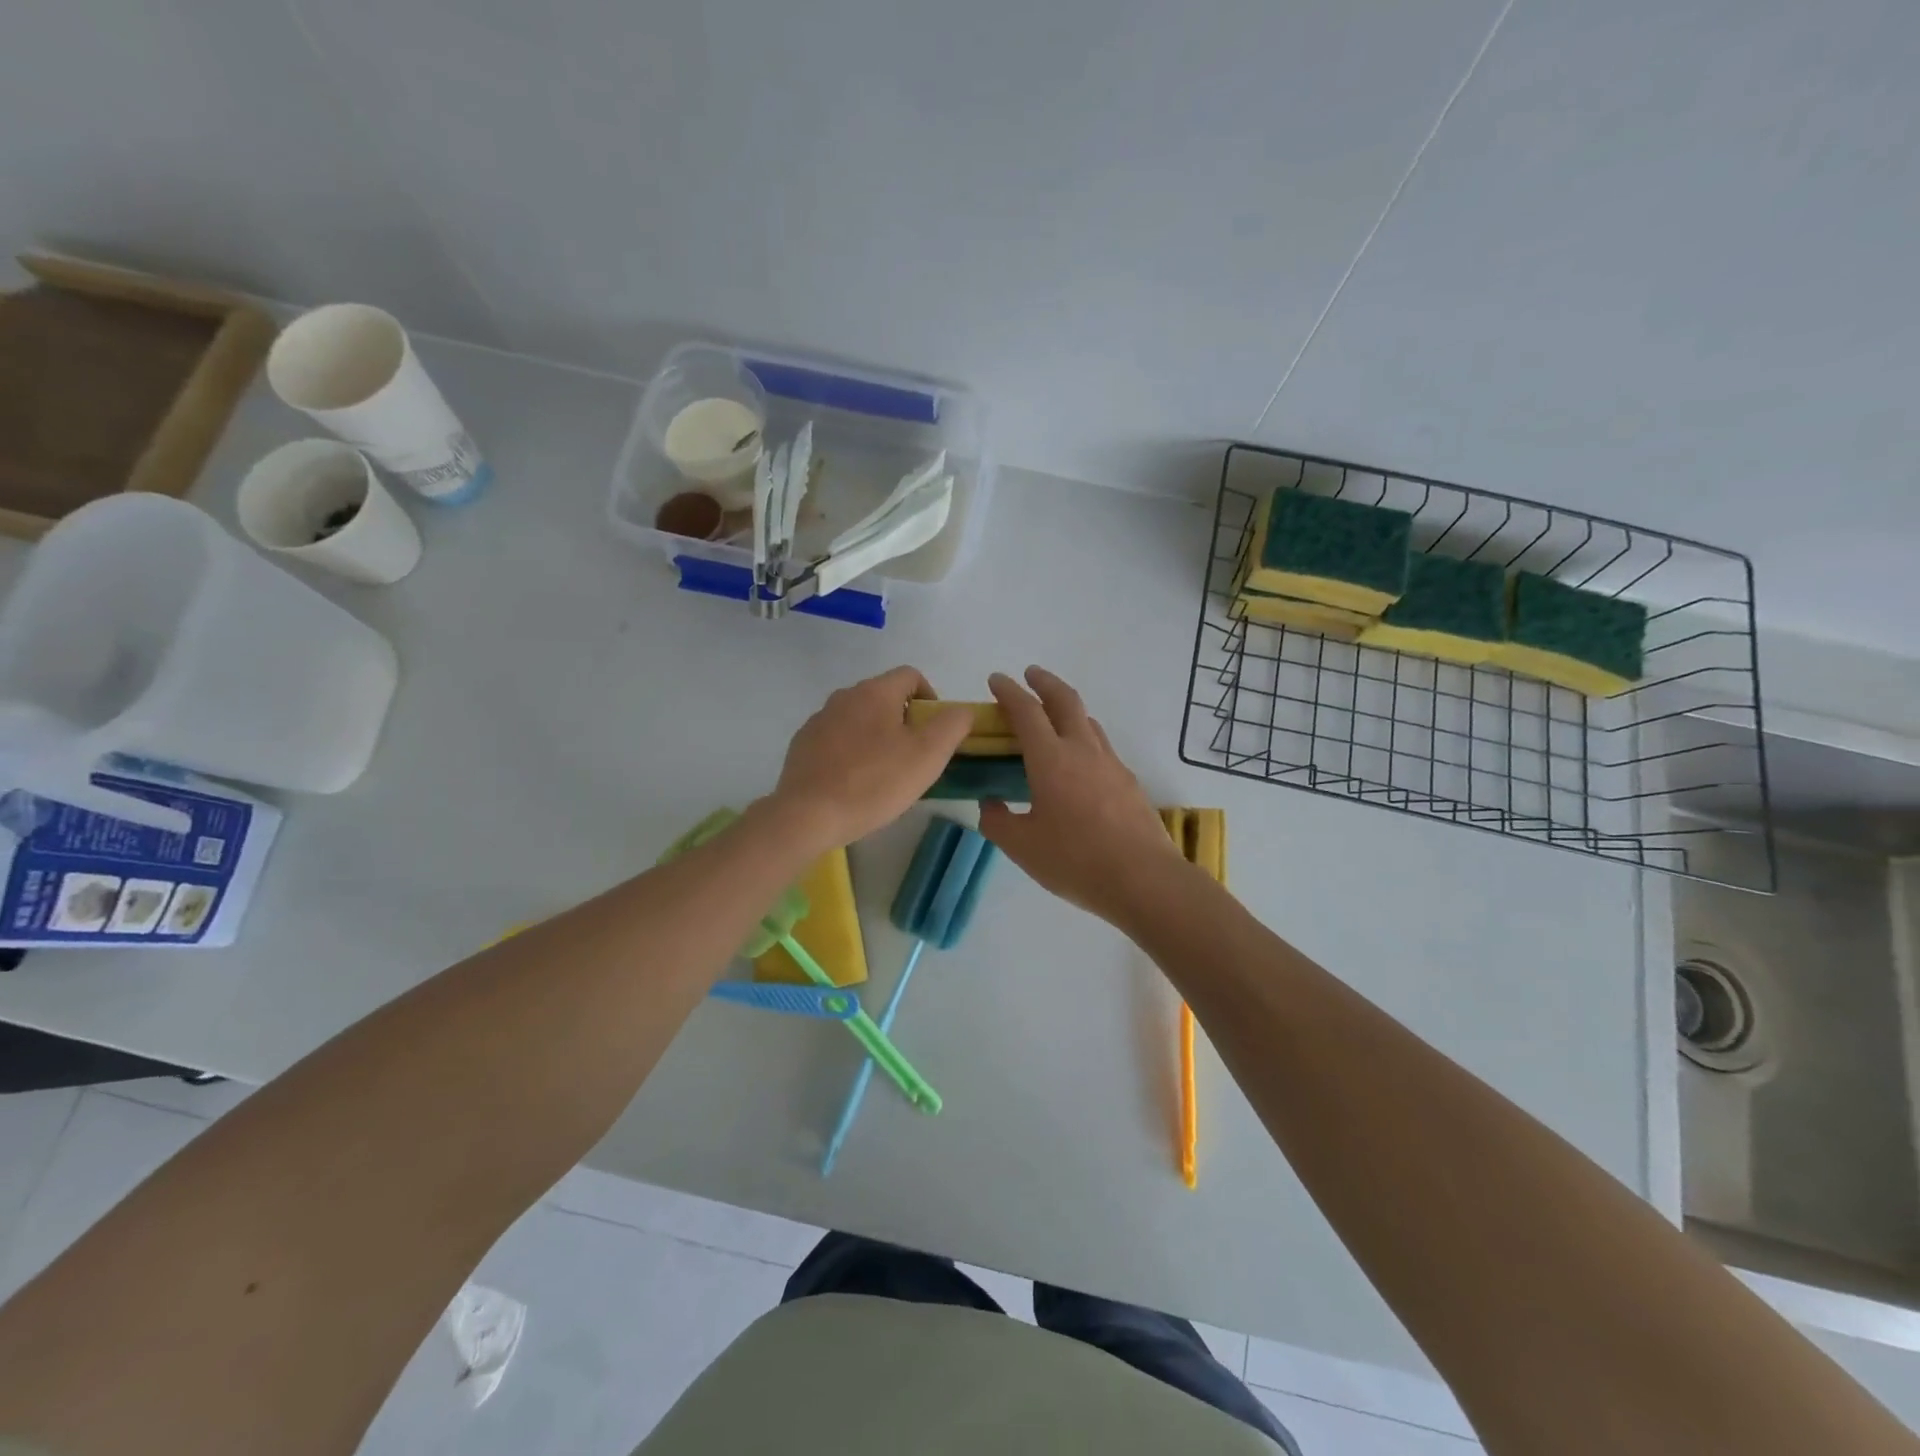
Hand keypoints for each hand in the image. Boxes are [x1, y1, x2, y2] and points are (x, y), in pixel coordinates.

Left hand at [768, 666, 971, 850]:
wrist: (808, 815)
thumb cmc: (875, 782)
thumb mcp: (928, 755)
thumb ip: (953, 724)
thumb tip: (961, 711)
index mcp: (875, 692)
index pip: (911, 676)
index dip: (931, 699)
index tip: (935, 732)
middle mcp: (844, 696)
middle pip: (884, 698)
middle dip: (904, 722)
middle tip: (914, 759)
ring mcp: (818, 720)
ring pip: (859, 720)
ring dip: (876, 738)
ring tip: (884, 775)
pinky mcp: (802, 745)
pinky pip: (836, 740)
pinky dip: (851, 754)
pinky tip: (854, 784)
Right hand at [979, 667, 1186, 925]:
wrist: (1144, 879)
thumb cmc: (1075, 860)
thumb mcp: (1022, 846)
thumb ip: (997, 821)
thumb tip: (990, 804)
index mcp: (1051, 759)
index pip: (1026, 711)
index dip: (1009, 691)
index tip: (996, 680)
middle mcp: (1083, 750)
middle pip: (1065, 700)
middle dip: (1045, 682)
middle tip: (1030, 675)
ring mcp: (1111, 764)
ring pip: (1088, 722)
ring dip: (1068, 709)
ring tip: (1054, 718)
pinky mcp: (1129, 782)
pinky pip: (1102, 747)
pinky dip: (1084, 739)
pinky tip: (1080, 764)